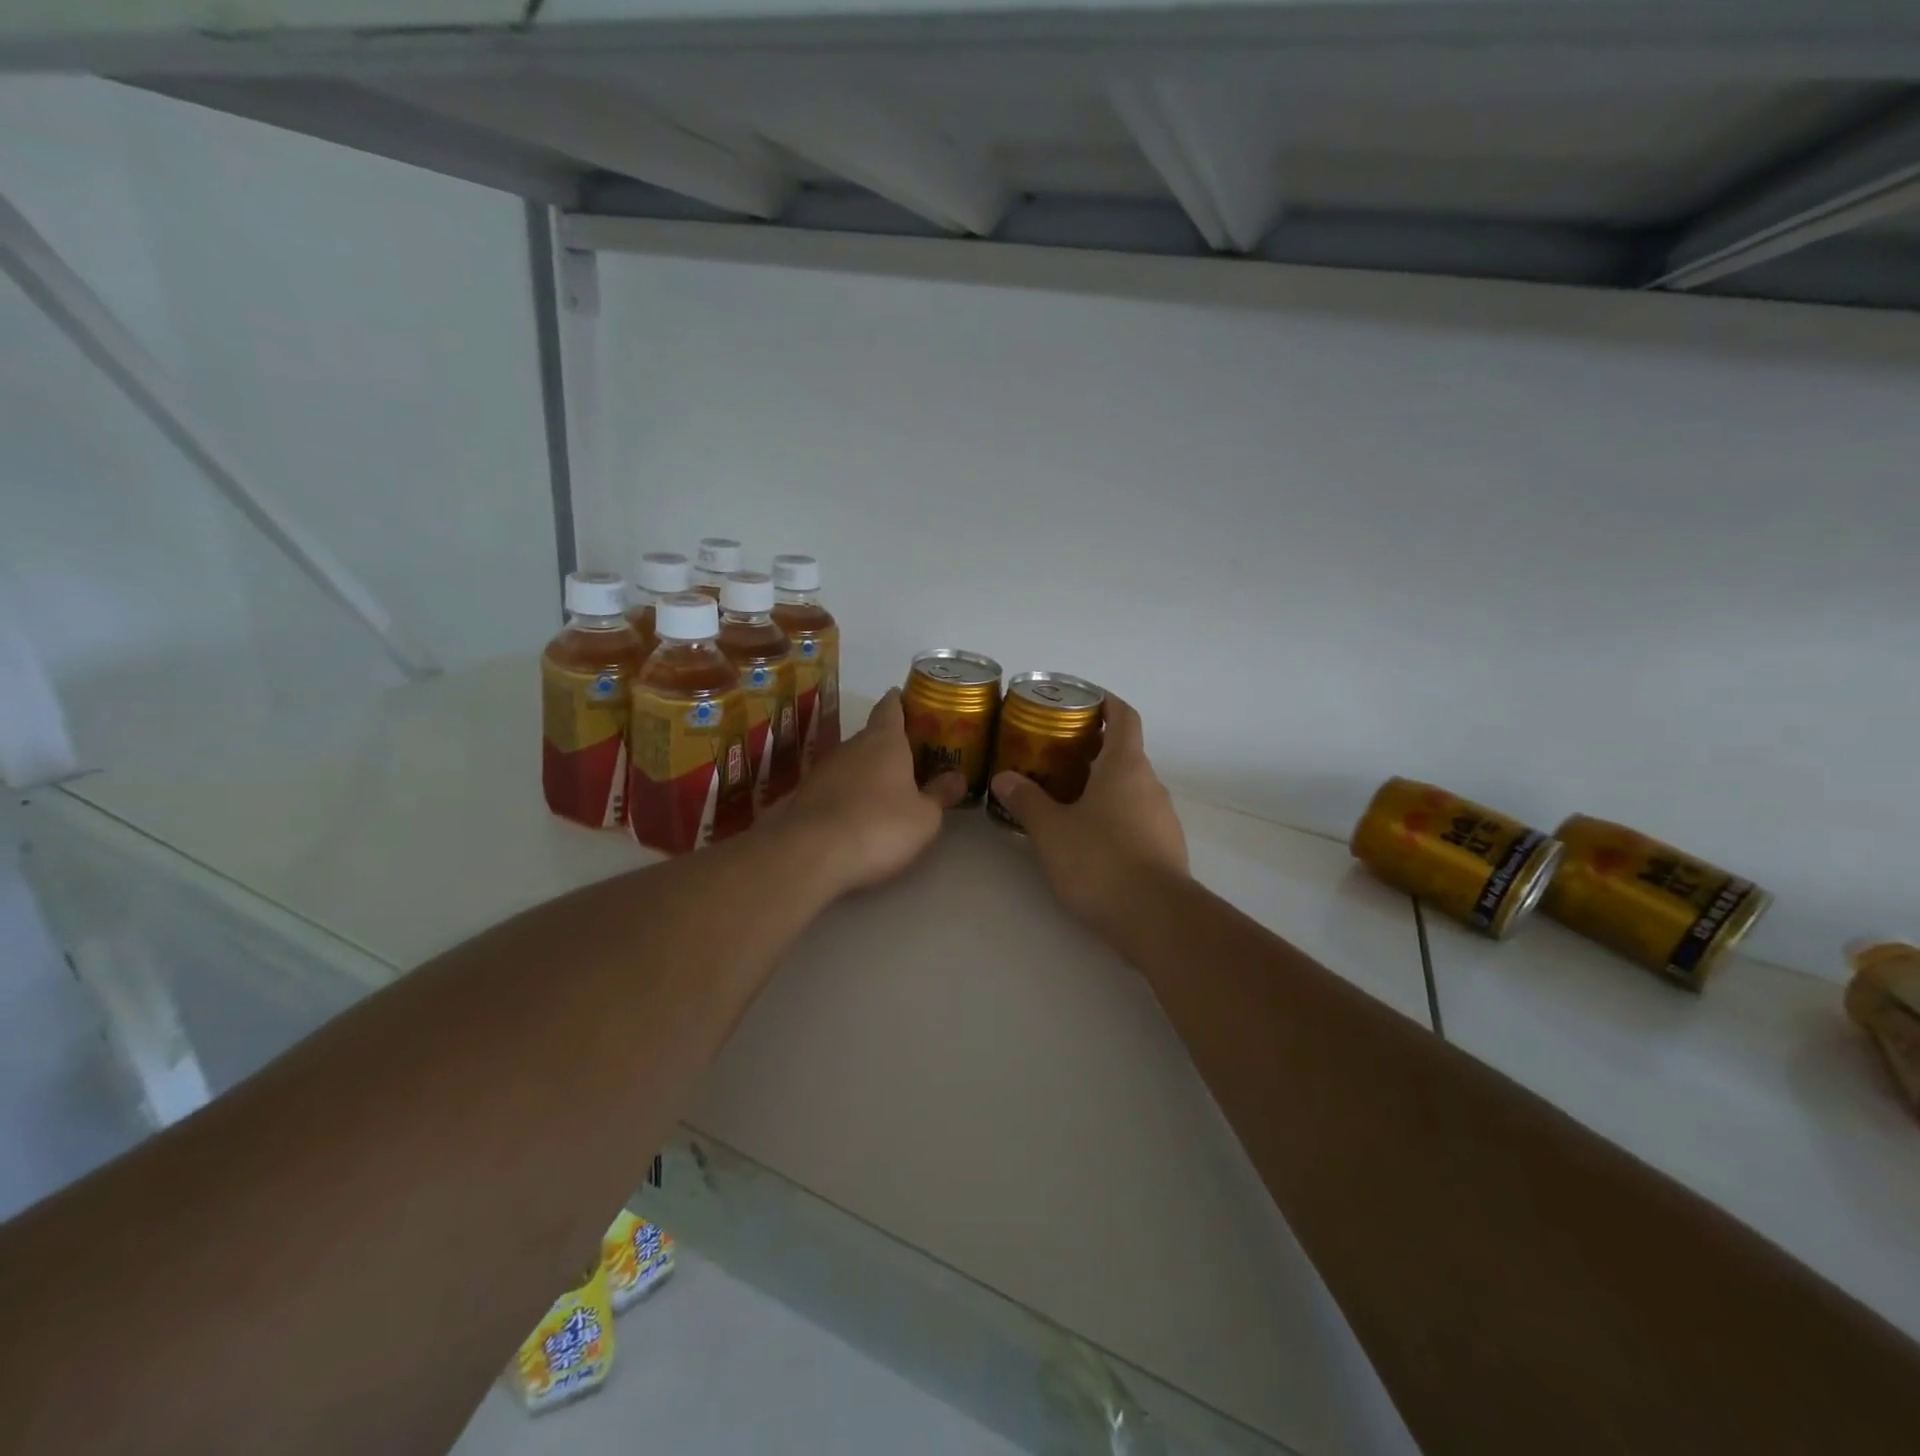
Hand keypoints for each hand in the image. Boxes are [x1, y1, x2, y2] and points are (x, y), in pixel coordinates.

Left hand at [770, 689, 966, 895]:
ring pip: (852, 762)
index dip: (901, 701)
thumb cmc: (878, 826)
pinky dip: (848, 794)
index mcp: (884, 740)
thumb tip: (957, 778)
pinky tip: (859, 814)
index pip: (891, 706)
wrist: (809, 854)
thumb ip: (940, 794)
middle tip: (914, 757)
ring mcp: (822, 770)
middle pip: (872, 736)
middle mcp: (851, 746)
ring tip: (889, 789)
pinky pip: (835, 787)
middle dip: (891, 744)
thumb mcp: (925, 817)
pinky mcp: (804, 797)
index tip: (911, 701)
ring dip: (868, 772)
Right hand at [990, 696, 1188, 931]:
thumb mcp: (1052, 830)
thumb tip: (1004, 779)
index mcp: (1126, 766)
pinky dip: (1113, 814)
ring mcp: (1163, 817)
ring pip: (1130, 788)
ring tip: (1065, 795)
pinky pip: (1136, 817)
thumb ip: (1027, 800)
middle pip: (1125, 752)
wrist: (1156, 917)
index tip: (1083, 700)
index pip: (1124, 716)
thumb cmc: (1100, 860)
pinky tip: (1088, 836)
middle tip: (1055, 753)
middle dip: (1093, 748)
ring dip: (1102, 784)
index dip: (1106, 702)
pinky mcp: (1166, 847)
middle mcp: (1151, 784)